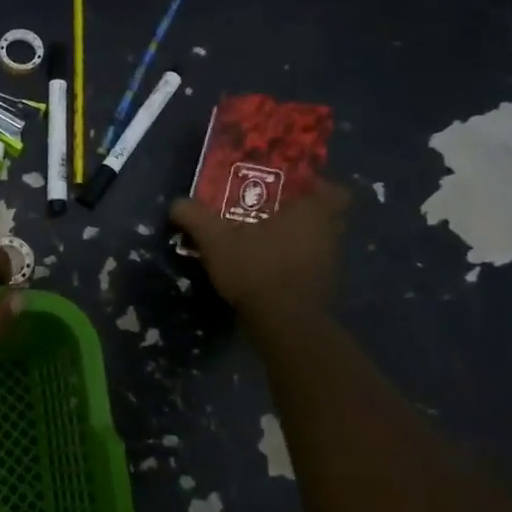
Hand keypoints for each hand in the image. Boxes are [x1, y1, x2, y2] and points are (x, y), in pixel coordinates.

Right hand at [169, 178, 350, 318]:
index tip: (292, 189)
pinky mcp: (323, 290)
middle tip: (270, 213)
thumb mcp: (215, 240)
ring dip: (297, 241)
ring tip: (263, 242)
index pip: (335, 191)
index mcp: (313, 212)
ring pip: (317, 243)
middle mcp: (330, 234)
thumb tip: (177, 203)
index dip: (318, 187)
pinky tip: (266, 270)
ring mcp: (330, 264)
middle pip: (326, 216)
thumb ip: (195, 217)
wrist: (284, 324)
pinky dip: (294, 266)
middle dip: (301, 214)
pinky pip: (310, 267)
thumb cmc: (257, 268)